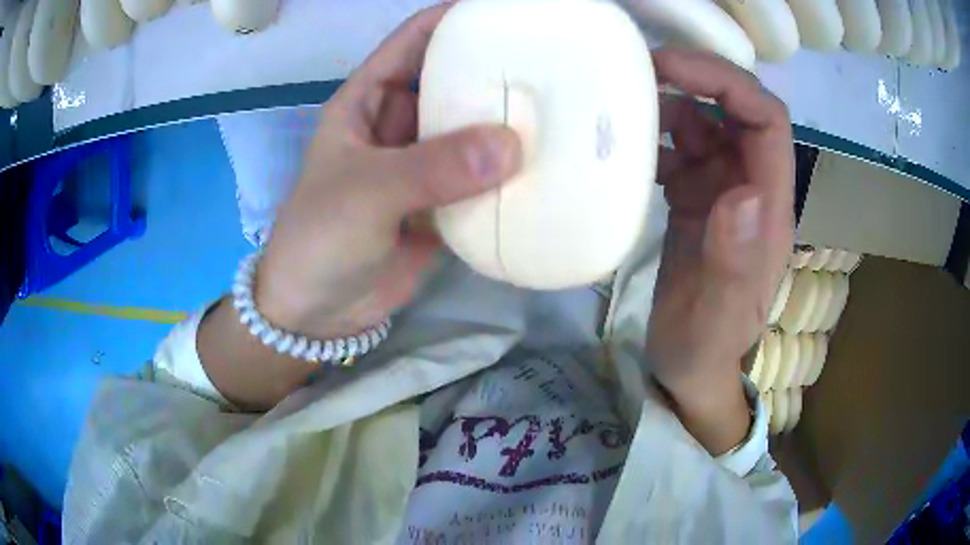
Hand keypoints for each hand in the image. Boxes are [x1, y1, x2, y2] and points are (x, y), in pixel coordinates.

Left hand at [198, 4, 520, 409]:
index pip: (413, 40)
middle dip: (494, 70)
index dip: (454, 18)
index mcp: (368, 101)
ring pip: (471, 129)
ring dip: (507, 122)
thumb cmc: (320, 240)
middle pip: (451, 81)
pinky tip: (546, 165)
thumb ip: (431, 169)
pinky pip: (480, 177)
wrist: (319, 312)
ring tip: (562, 109)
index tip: (506, 12)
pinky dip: (509, 172)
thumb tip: (511, 146)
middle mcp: (398, 123)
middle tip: (552, 62)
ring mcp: (422, 164)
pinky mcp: (442, 203)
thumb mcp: (364, 195)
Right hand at [646, 50, 793, 450]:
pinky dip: (655, 136)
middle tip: (642, 68)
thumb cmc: (706, 348)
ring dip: (670, 104)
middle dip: (697, 78)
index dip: (728, 83)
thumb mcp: (718, 317)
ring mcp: (723, 190)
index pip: (766, 121)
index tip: (674, 68)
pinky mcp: (697, 197)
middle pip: (737, 108)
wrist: (688, 367)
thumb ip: (734, 262)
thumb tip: (742, 192)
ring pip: (706, 122)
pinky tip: (625, 146)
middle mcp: (751, 188)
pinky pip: (680, 148)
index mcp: (768, 209)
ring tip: (625, 102)